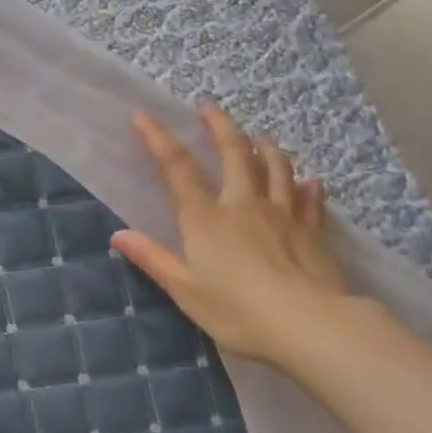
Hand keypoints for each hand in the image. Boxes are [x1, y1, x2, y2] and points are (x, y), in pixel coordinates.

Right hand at [111, 105, 352, 371]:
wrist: (307, 324)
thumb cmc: (238, 312)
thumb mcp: (185, 291)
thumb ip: (154, 259)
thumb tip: (118, 235)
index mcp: (207, 219)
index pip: (178, 169)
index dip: (159, 140)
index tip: (144, 116)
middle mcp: (244, 205)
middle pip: (234, 153)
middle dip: (219, 126)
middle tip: (209, 107)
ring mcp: (283, 214)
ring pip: (275, 167)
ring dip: (264, 147)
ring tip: (258, 135)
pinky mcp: (312, 230)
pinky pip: (309, 199)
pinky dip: (307, 186)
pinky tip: (309, 181)